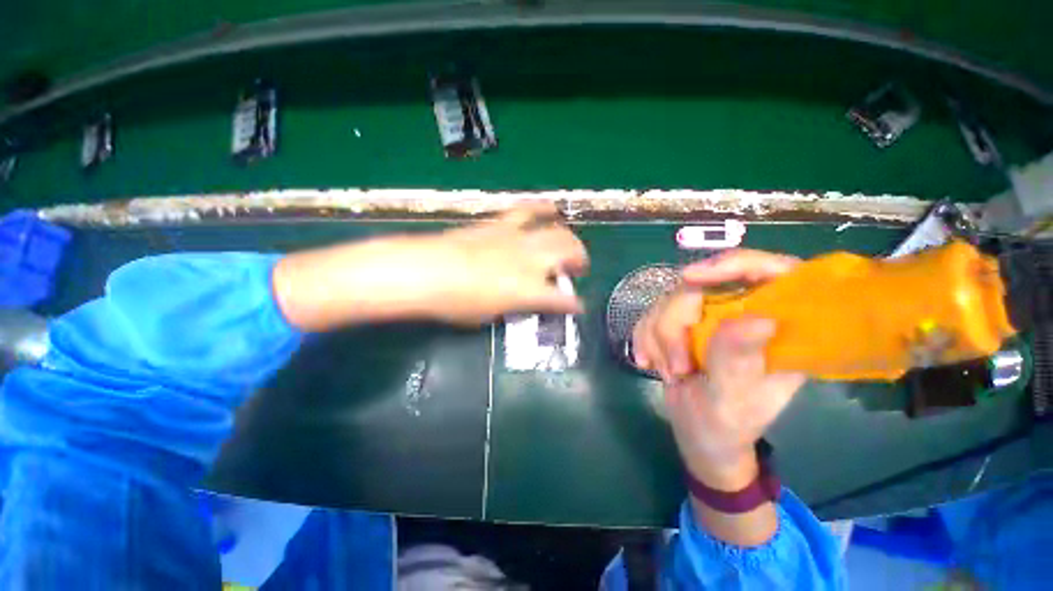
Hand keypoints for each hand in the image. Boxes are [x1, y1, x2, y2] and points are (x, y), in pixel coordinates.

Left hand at [411, 202, 588, 325]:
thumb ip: (512, 306)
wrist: (426, 271)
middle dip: (579, 260)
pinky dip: (543, 208)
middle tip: (577, 269)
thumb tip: (521, 300)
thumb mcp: (489, 315)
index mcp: (529, 290)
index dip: (573, 304)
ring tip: (570, 245)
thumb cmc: (455, 303)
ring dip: (569, 238)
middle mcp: (531, 261)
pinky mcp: (501, 225)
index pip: (562, 300)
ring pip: (556, 231)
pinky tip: (551, 208)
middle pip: (568, 253)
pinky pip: (527, 210)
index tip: (577, 306)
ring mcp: (517, 239)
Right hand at [632, 250, 805, 487]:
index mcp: (779, 327)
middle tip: (676, 364)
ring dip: (657, 336)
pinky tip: (648, 362)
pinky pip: (650, 315)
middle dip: (675, 323)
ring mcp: (708, 317)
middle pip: (699, 286)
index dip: (733, 264)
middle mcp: (743, 312)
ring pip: (668, 300)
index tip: (689, 279)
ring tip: (668, 371)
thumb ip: (740, 359)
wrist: (699, 435)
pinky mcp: (681, 324)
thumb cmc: (728, 424)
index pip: (772, 271)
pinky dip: (644, 338)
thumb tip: (758, 319)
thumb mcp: (735, 398)